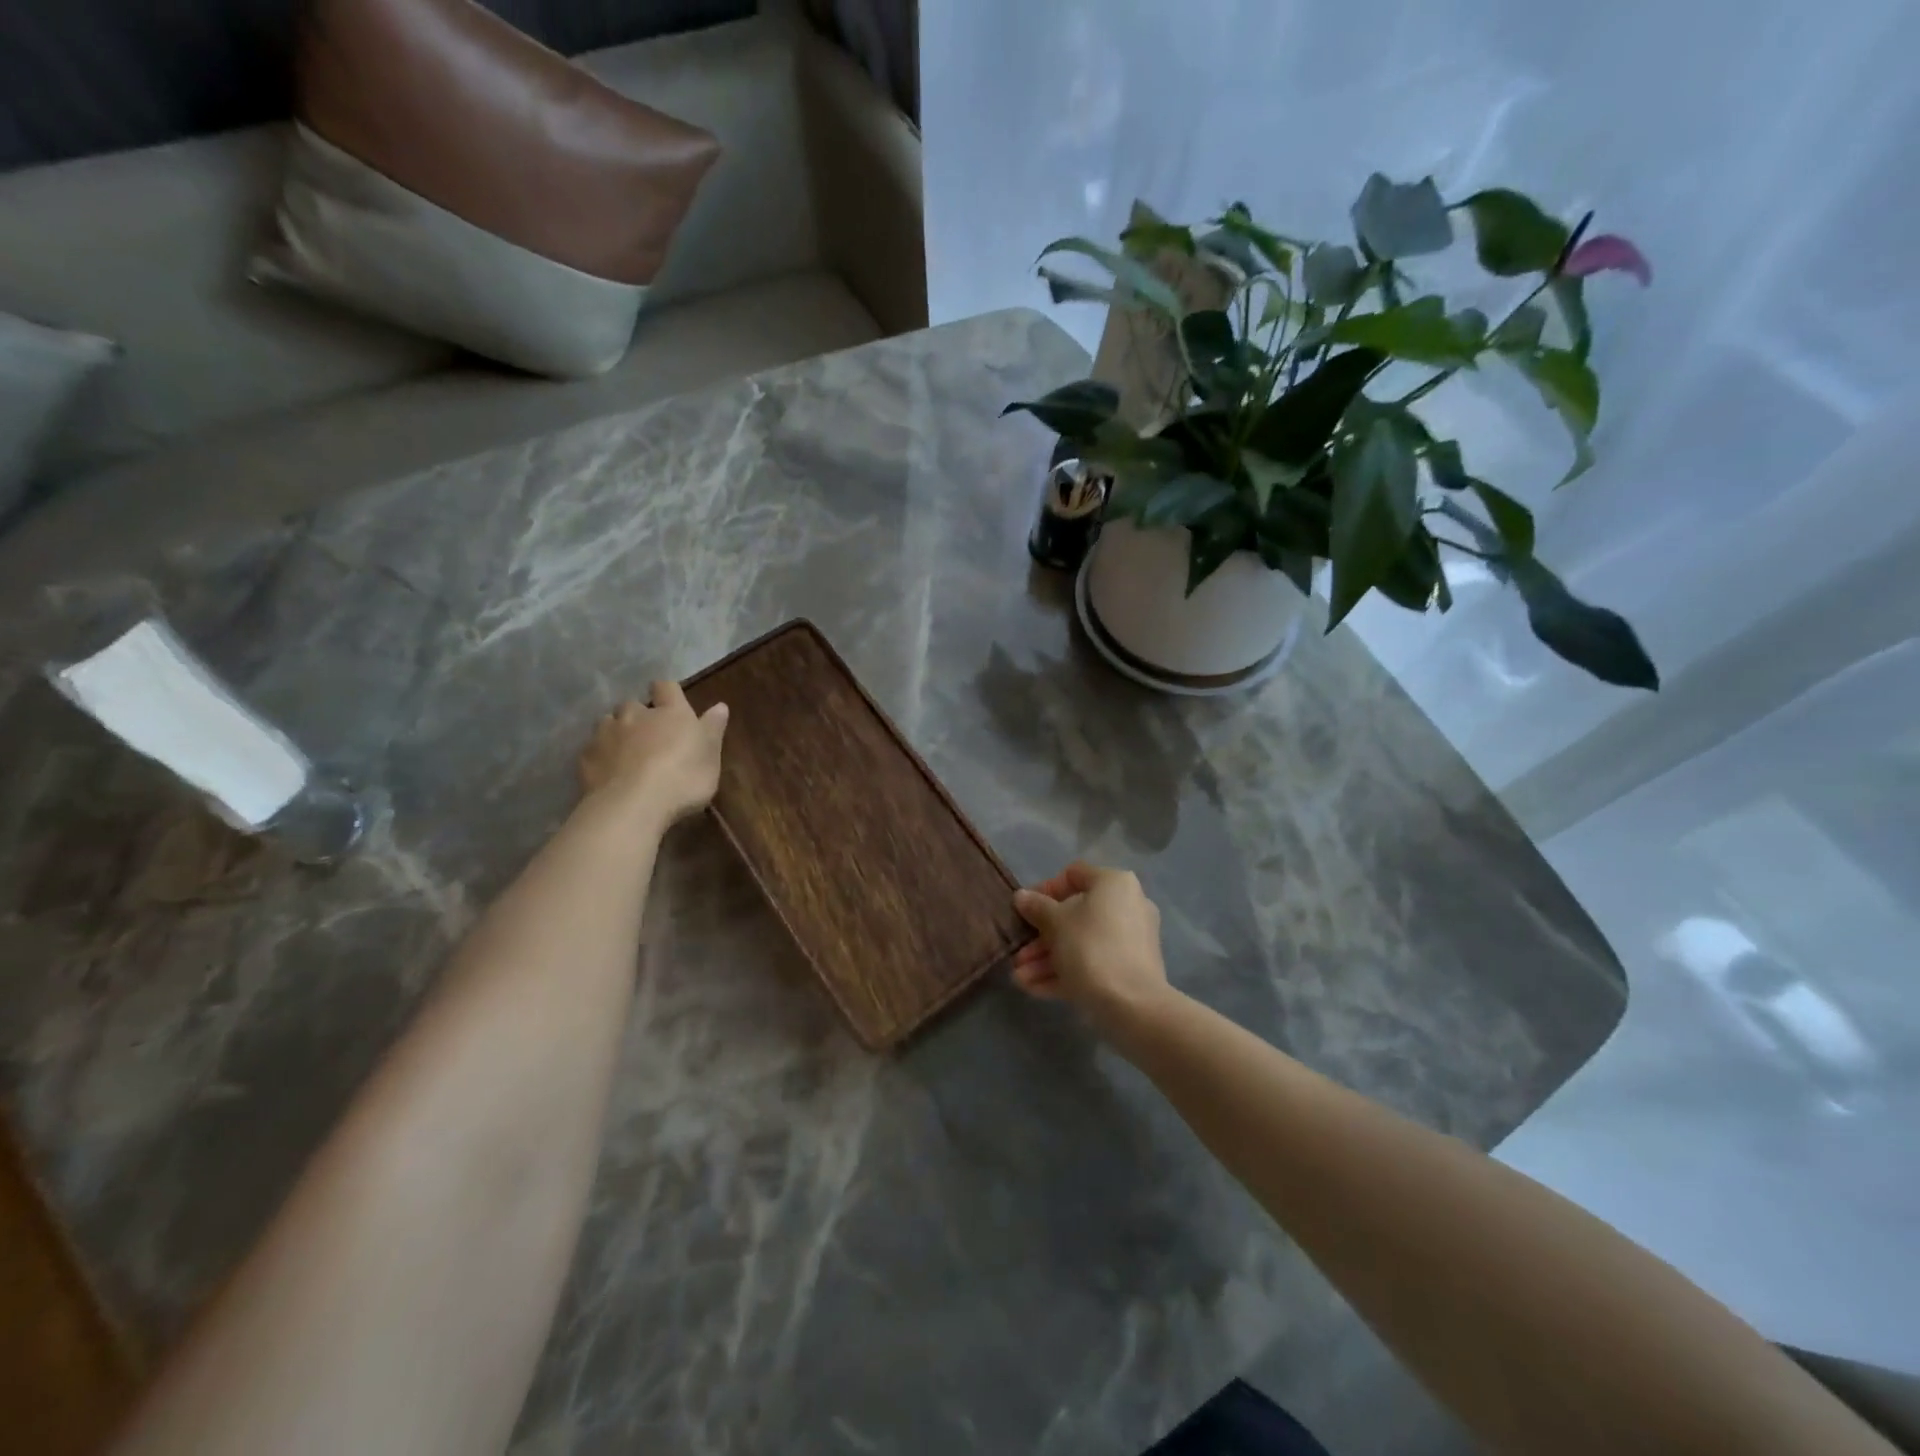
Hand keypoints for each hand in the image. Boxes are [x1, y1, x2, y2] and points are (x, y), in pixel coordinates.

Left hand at [578, 681, 728, 824]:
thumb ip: (713, 729)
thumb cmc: (683, 778)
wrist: (633, 805)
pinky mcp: (586, 757)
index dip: (667, 692)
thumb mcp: (711, 757)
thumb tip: (720, 706)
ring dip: (616, 732)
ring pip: (607, 723)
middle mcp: (636, 715)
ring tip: (624, 752)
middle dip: (638, 715)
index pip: (666, 687)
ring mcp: (607, 734)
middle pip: (632, 704)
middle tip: (648, 734)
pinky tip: (607, 773)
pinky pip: (592, 749)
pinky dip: (600, 756)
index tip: (670, 702)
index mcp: (671, 713)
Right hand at [1011, 862, 1172, 1035]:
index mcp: (1114, 884)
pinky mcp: (1130, 970)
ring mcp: (1131, 940)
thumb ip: (1036, 907)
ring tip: (1019, 978)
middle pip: (1074, 914)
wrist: (1133, 1005)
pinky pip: (1093, 963)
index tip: (1025, 910)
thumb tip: (1021, 896)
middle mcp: (1127, 906)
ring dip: (1047, 958)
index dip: (1045, 889)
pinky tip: (1033, 989)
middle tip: (1018, 952)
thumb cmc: (1091, 948)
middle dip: (1041, 936)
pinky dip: (1065, 972)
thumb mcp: (1055, 923)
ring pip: (1081, 943)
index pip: (1074, 875)